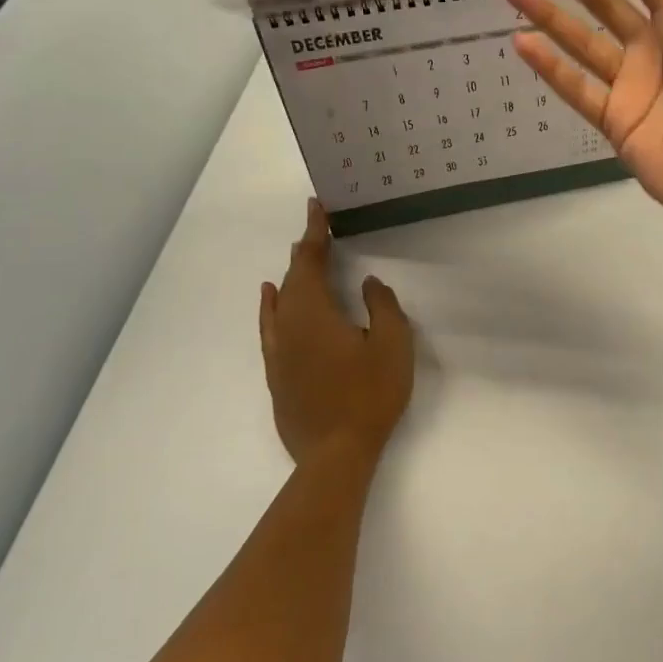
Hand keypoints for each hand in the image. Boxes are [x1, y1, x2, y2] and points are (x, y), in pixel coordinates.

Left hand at [259, 200, 413, 465]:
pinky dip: (271, 305)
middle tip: (316, 229)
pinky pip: (270, 325)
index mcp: (314, 313)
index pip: (312, 262)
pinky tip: (271, 299)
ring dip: (291, 276)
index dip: (315, 233)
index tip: (315, 207)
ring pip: (280, 301)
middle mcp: (288, 326)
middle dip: (305, 251)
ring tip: (299, 255)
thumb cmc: (369, 395)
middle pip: (294, 278)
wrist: (335, 454)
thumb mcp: (392, 345)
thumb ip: (381, 306)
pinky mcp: (277, 374)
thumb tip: (366, 283)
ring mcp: (278, 352)